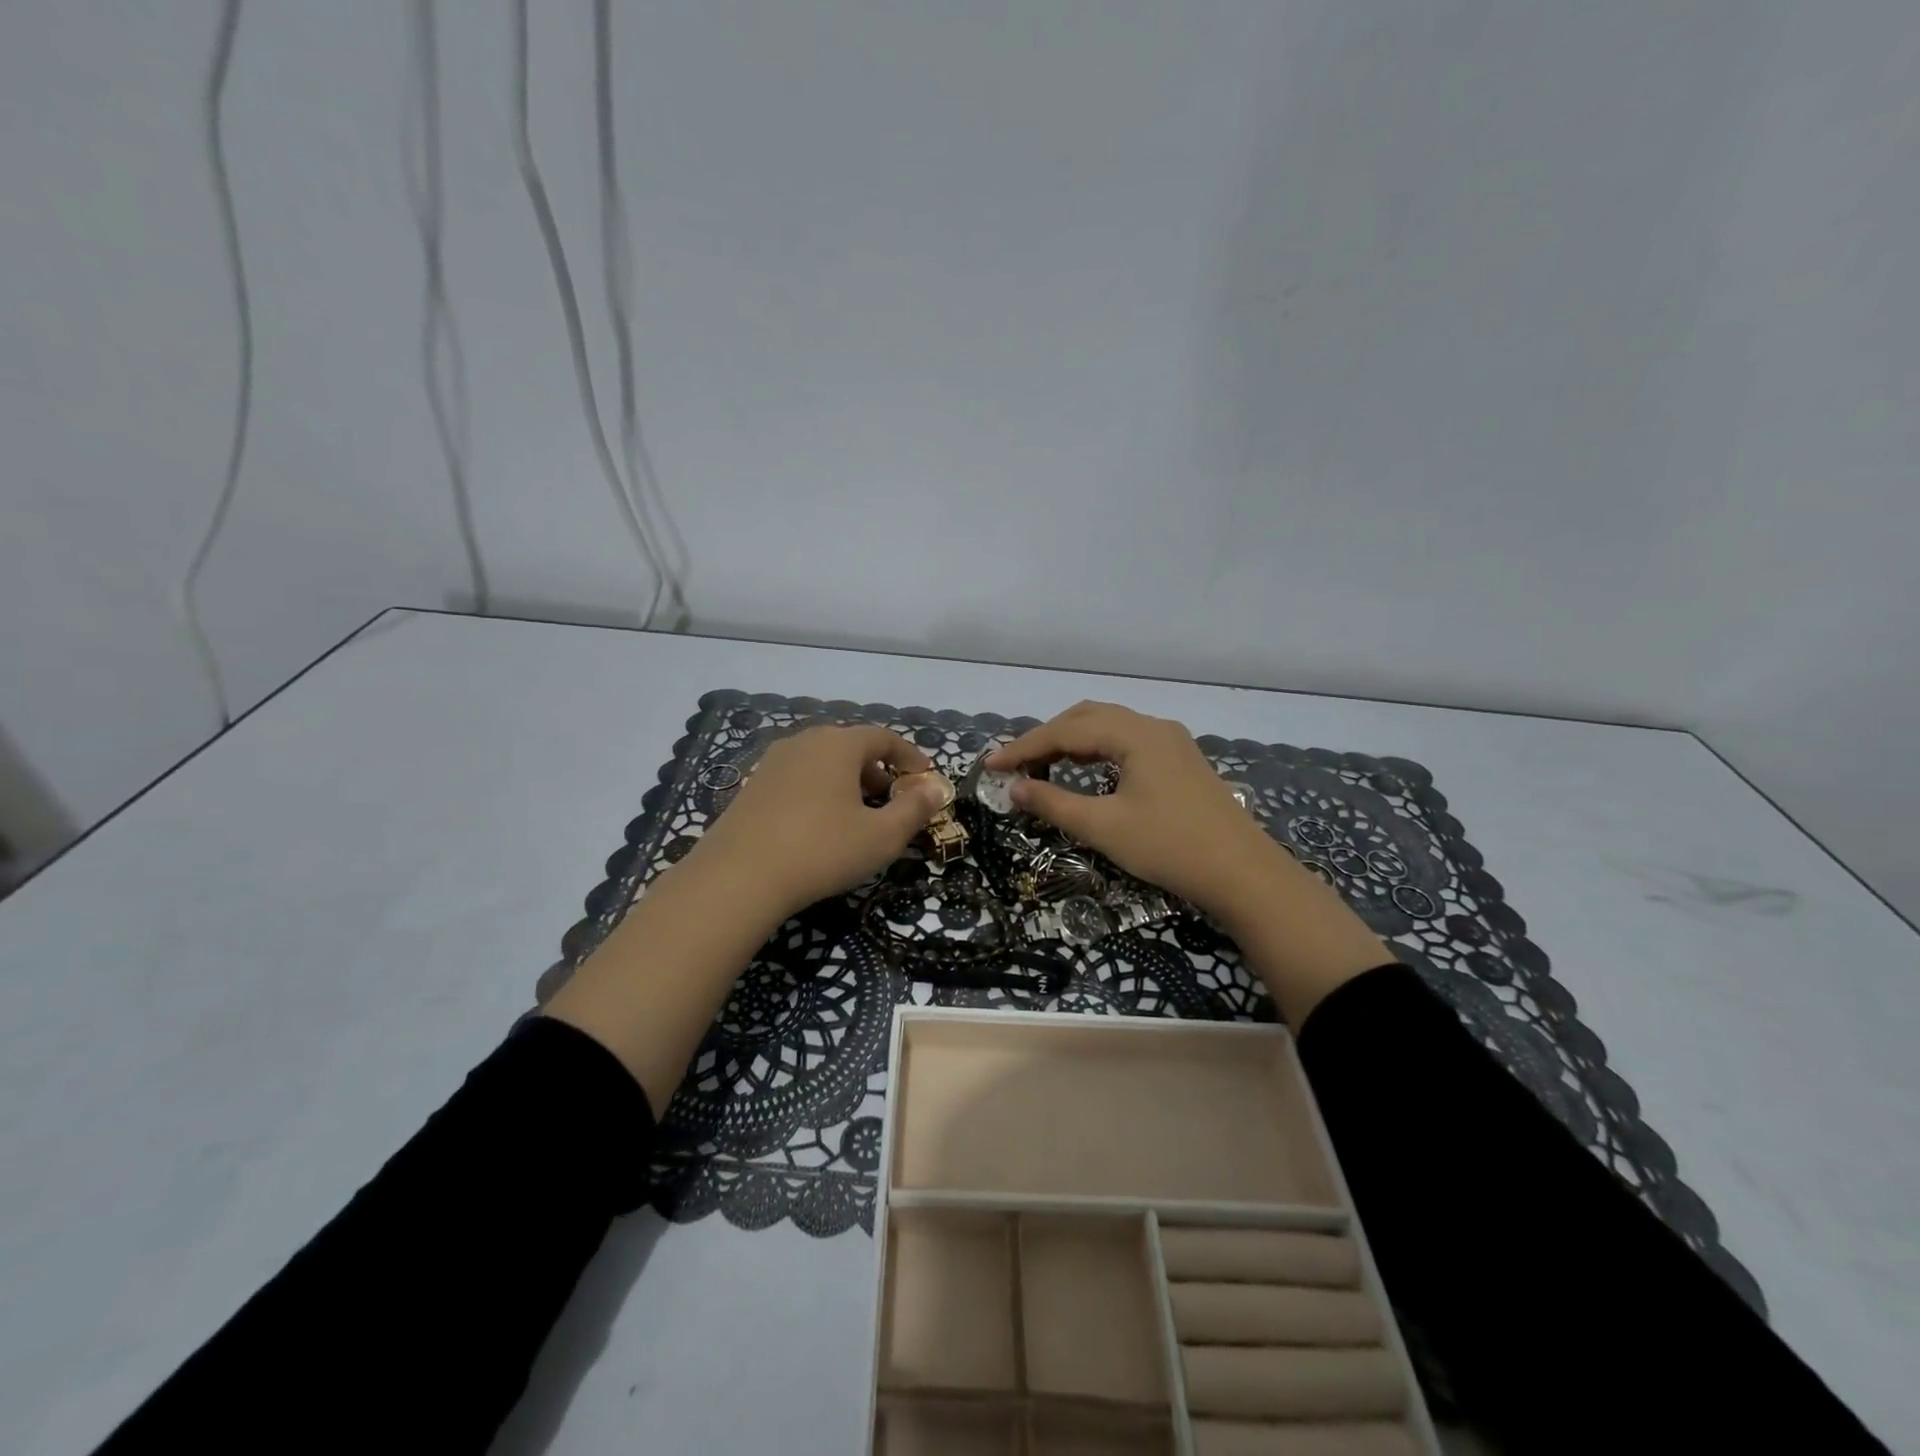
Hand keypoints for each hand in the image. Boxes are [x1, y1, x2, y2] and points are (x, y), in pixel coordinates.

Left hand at [687, 724, 948, 925]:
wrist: (738, 877)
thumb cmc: (822, 850)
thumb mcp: (881, 836)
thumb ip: (914, 809)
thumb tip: (936, 789)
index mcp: (839, 744)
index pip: (884, 738)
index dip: (910, 758)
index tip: (925, 780)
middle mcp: (805, 741)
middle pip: (852, 746)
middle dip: (879, 771)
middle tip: (893, 801)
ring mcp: (773, 762)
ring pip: (823, 762)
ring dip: (848, 782)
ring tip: (858, 815)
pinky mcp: (752, 786)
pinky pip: (798, 778)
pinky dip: (819, 792)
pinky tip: (819, 826)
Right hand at [986, 702, 1280, 924]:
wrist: (1244, 874)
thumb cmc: (1171, 848)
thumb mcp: (1104, 828)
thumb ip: (1054, 804)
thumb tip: (1013, 788)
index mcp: (1135, 734)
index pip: (1066, 731)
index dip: (1024, 747)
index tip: (990, 765)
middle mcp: (1153, 727)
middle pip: (1087, 718)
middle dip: (1046, 738)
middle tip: (1015, 766)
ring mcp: (1171, 742)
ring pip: (1109, 728)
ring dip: (1071, 742)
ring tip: (1041, 767)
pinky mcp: (1180, 761)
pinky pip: (1127, 742)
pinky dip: (1096, 751)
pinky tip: (1084, 771)